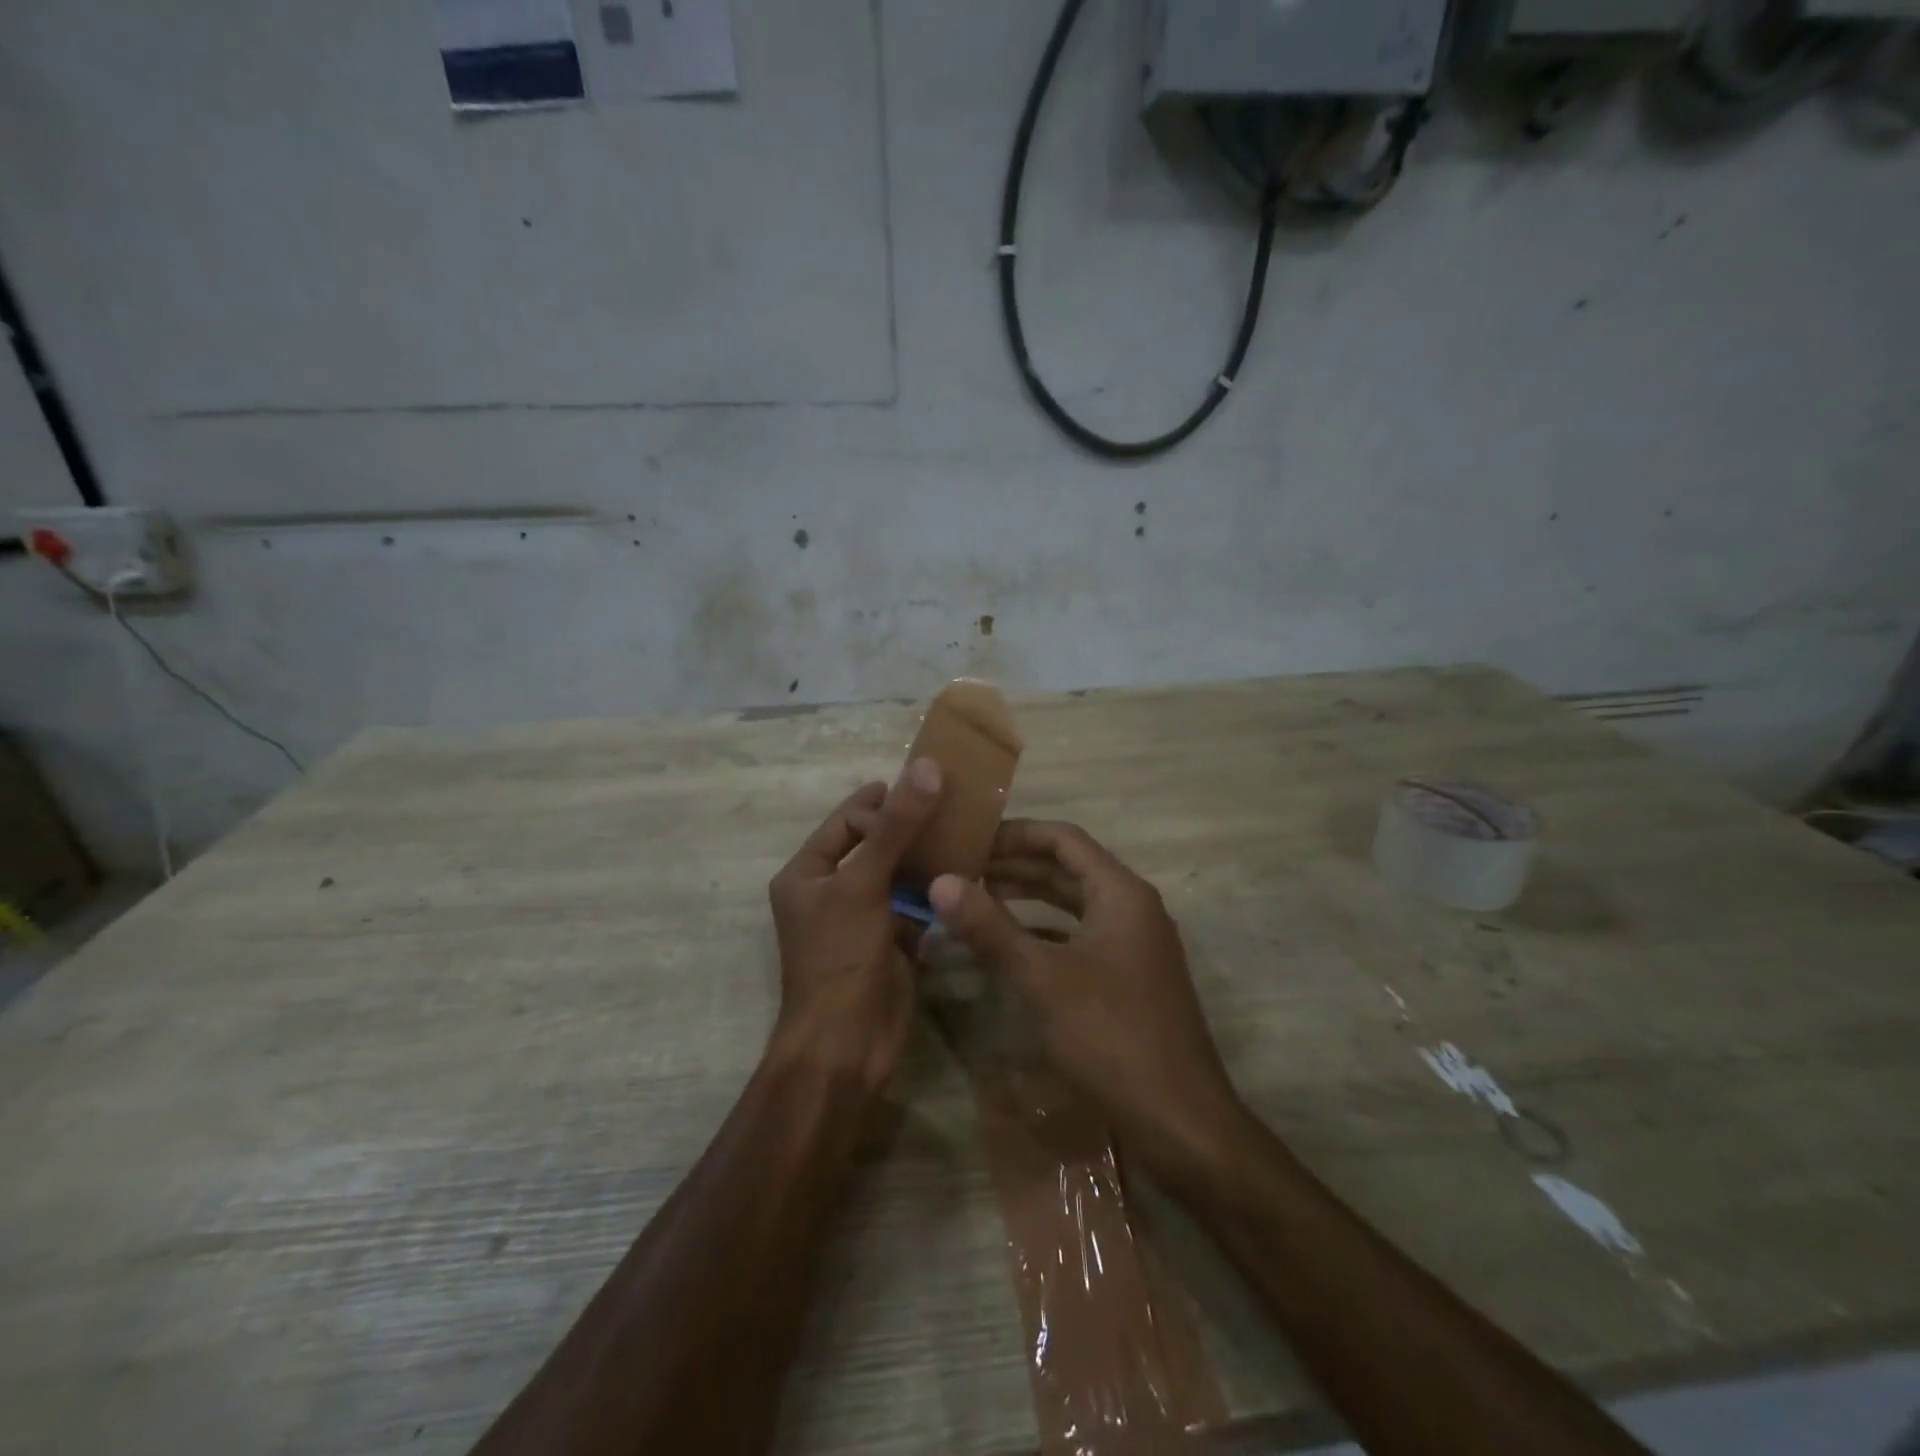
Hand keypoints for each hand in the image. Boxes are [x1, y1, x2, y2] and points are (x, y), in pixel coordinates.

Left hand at [767, 759, 942, 1091]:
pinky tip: (967, 874)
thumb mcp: (863, 884)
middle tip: (954, 806)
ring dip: (928, 857)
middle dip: (911, 826)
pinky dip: (937, 891)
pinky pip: (916, 905)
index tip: (924, 791)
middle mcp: (832, 891)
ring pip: (899, 874)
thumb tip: (927, 766)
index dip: (882, 805)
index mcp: (807, 873)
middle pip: (876, 844)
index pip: (847, 821)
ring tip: (967, 834)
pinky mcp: (892, 943)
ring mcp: (864, 919)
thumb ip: (896, 827)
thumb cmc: (840, 958)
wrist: (846, 1046)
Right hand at [928, 820, 1243, 1172]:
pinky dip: (1043, 932)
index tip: (969, 836)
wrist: (1180, 1121)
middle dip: (1015, 864)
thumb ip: (991, 927)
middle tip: (961, 866)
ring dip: (1027, 897)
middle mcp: (1131, 908)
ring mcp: (1132, 944)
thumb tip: (940, 883)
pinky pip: (1078, 937)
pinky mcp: (1126, 977)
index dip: (1016, 833)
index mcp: (1121, 893)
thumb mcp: (1043, 978)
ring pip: (1072, 904)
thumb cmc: (1112, 1037)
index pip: (1064, 839)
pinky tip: (1008, 942)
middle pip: (1067, 869)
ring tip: (975, 896)